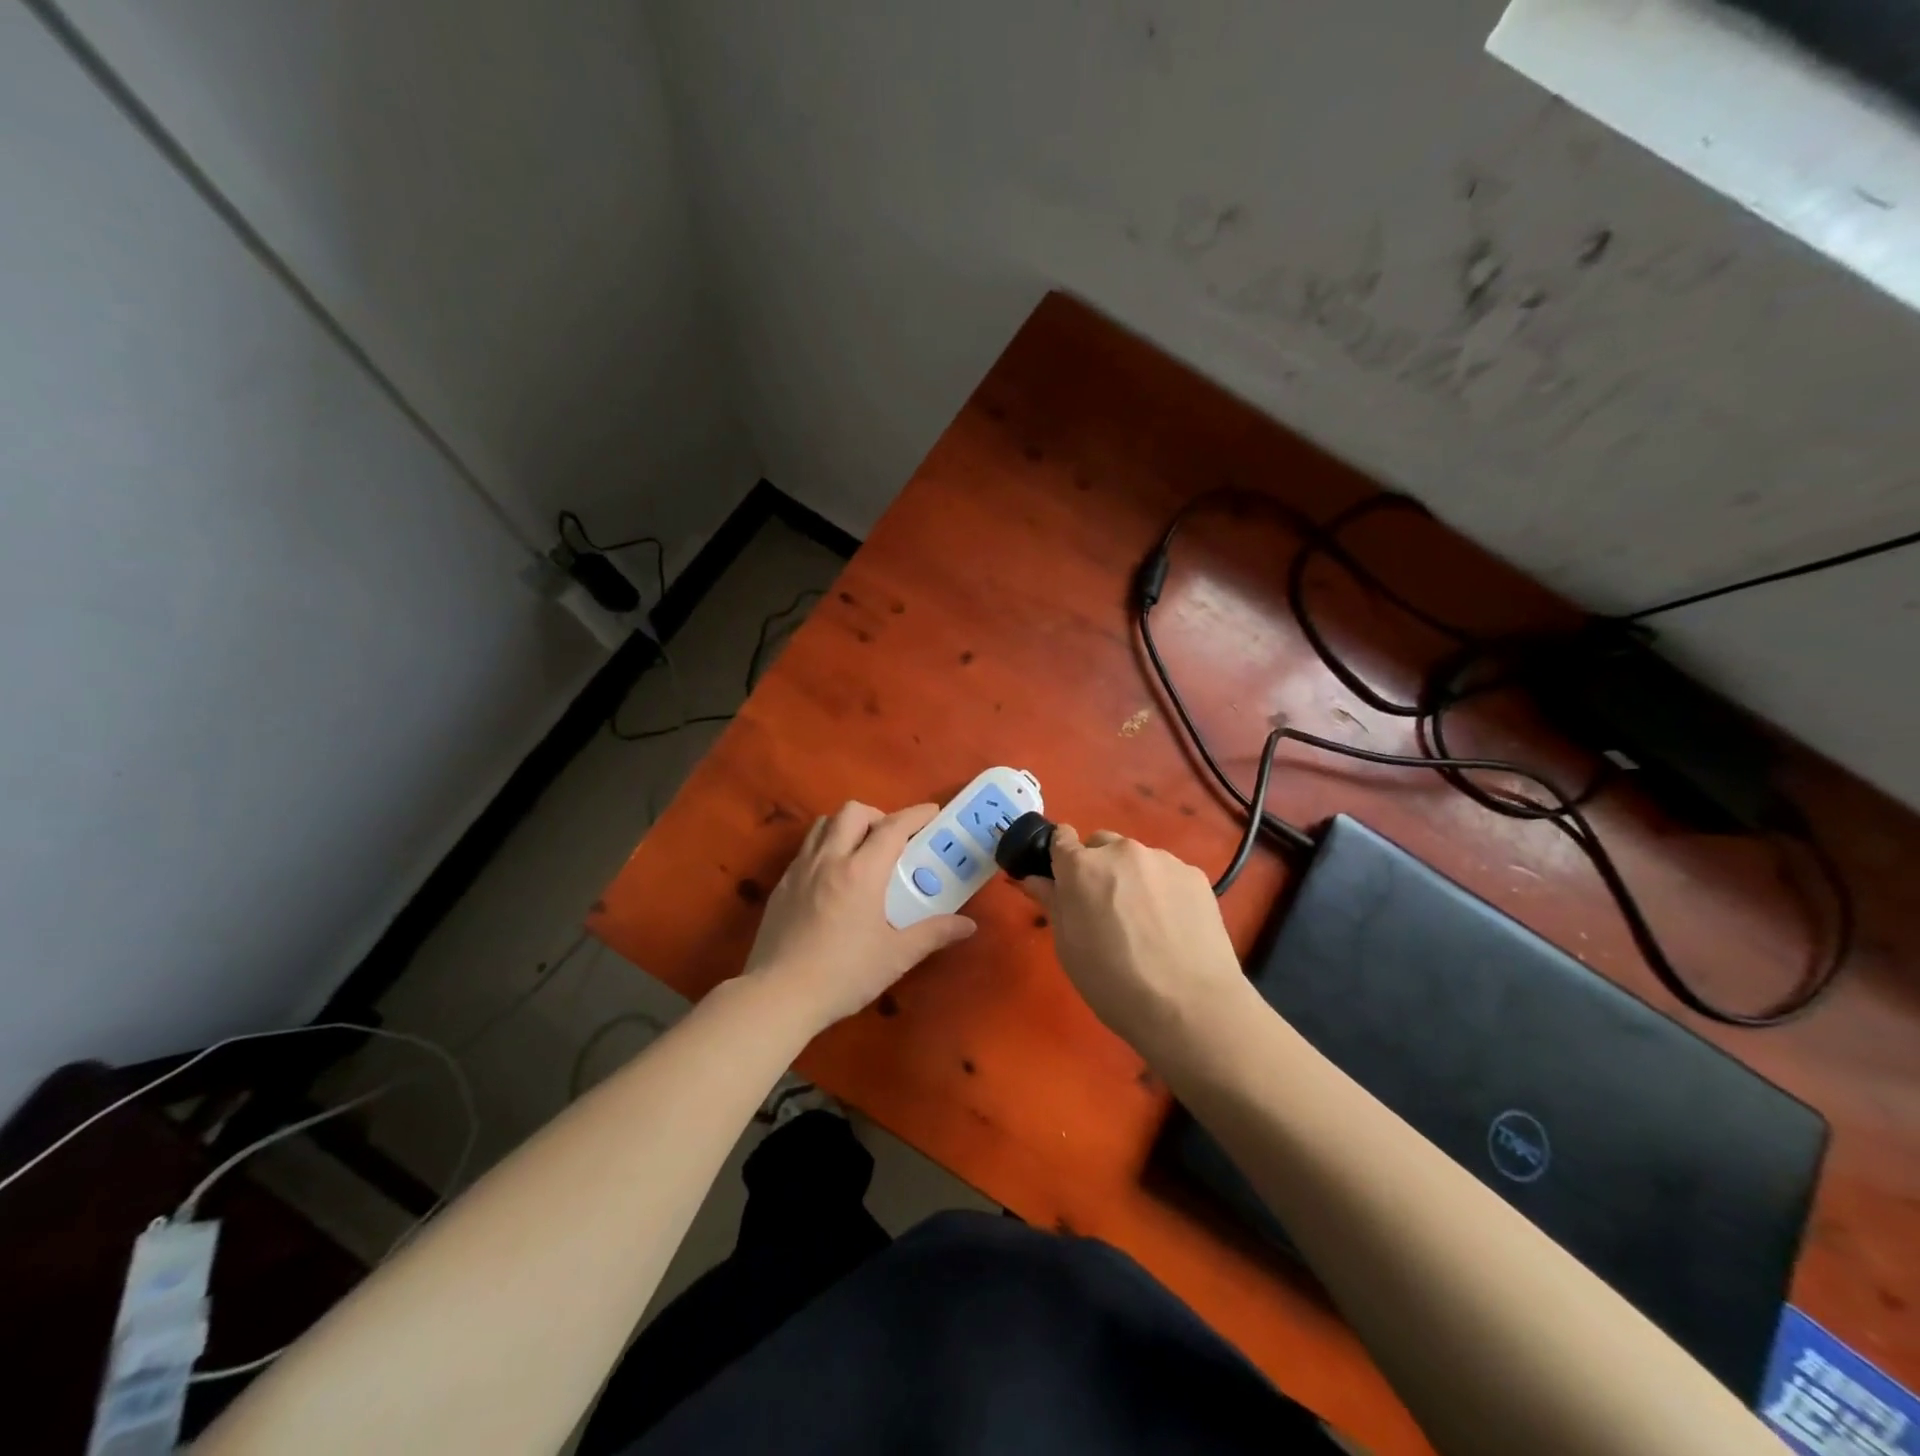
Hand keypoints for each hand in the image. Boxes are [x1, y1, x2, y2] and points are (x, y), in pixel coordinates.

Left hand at [743, 801, 976, 1031]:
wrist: (778, 996)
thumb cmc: (843, 975)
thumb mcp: (896, 956)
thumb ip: (933, 934)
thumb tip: (968, 926)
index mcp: (861, 872)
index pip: (892, 827)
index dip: (915, 815)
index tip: (933, 812)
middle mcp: (829, 860)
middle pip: (853, 812)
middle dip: (878, 816)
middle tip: (892, 841)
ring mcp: (800, 870)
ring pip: (824, 824)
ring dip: (847, 826)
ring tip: (861, 852)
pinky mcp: (781, 886)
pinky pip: (806, 849)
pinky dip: (825, 847)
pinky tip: (833, 879)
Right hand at [1023, 825, 1247, 1055]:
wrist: (1189, 1007)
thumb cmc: (1113, 983)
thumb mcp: (1068, 948)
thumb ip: (1053, 904)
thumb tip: (1036, 880)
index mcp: (1082, 866)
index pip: (1061, 837)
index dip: (1060, 857)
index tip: (1064, 879)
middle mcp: (1122, 851)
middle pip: (1101, 844)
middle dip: (1097, 866)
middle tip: (1105, 907)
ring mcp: (1163, 860)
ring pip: (1137, 859)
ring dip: (1133, 877)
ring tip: (1145, 922)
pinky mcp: (1195, 875)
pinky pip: (1168, 873)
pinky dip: (1164, 890)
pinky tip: (1173, 926)